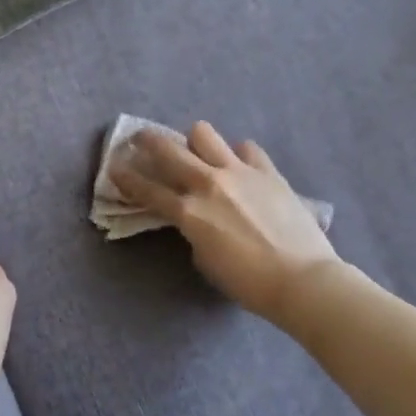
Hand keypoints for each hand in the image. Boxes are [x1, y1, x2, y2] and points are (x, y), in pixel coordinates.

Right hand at [110, 120, 349, 327]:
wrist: (301, 280)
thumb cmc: (247, 282)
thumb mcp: (204, 260)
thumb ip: (193, 230)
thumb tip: (195, 216)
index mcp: (188, 212)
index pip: (147, 189)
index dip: (126, 177)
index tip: (113, 166)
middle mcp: (208, 183)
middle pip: (168, 150)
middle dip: (147, 141)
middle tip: (140, 139)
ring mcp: (239, 172)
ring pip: (204, 134)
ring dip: (194, 140)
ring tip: (197, 150)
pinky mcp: (267, 171)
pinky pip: (246, 148)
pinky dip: (237, 154)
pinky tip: (240, 166)